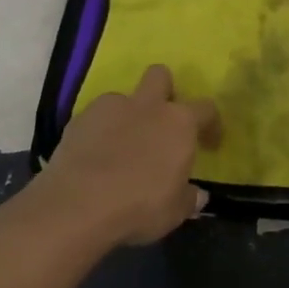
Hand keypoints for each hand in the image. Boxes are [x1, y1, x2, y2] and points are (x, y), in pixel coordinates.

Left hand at [34, 65, 220, 244]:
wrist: (77, 206)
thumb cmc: (139, 207)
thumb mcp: (174, 212)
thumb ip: (188, 198)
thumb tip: (198, 195)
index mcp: (179, 122)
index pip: (206, 109)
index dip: (211, 124)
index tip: (209, 143)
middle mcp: (148, 105)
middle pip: (160, 75)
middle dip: (163, 90)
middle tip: (160, 121)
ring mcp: (111, 108)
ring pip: (123, 97)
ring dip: (126, 114)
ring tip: (120, 145)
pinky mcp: (79, 119)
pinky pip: (95, 117)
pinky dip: (98, 131)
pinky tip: (94, 156)